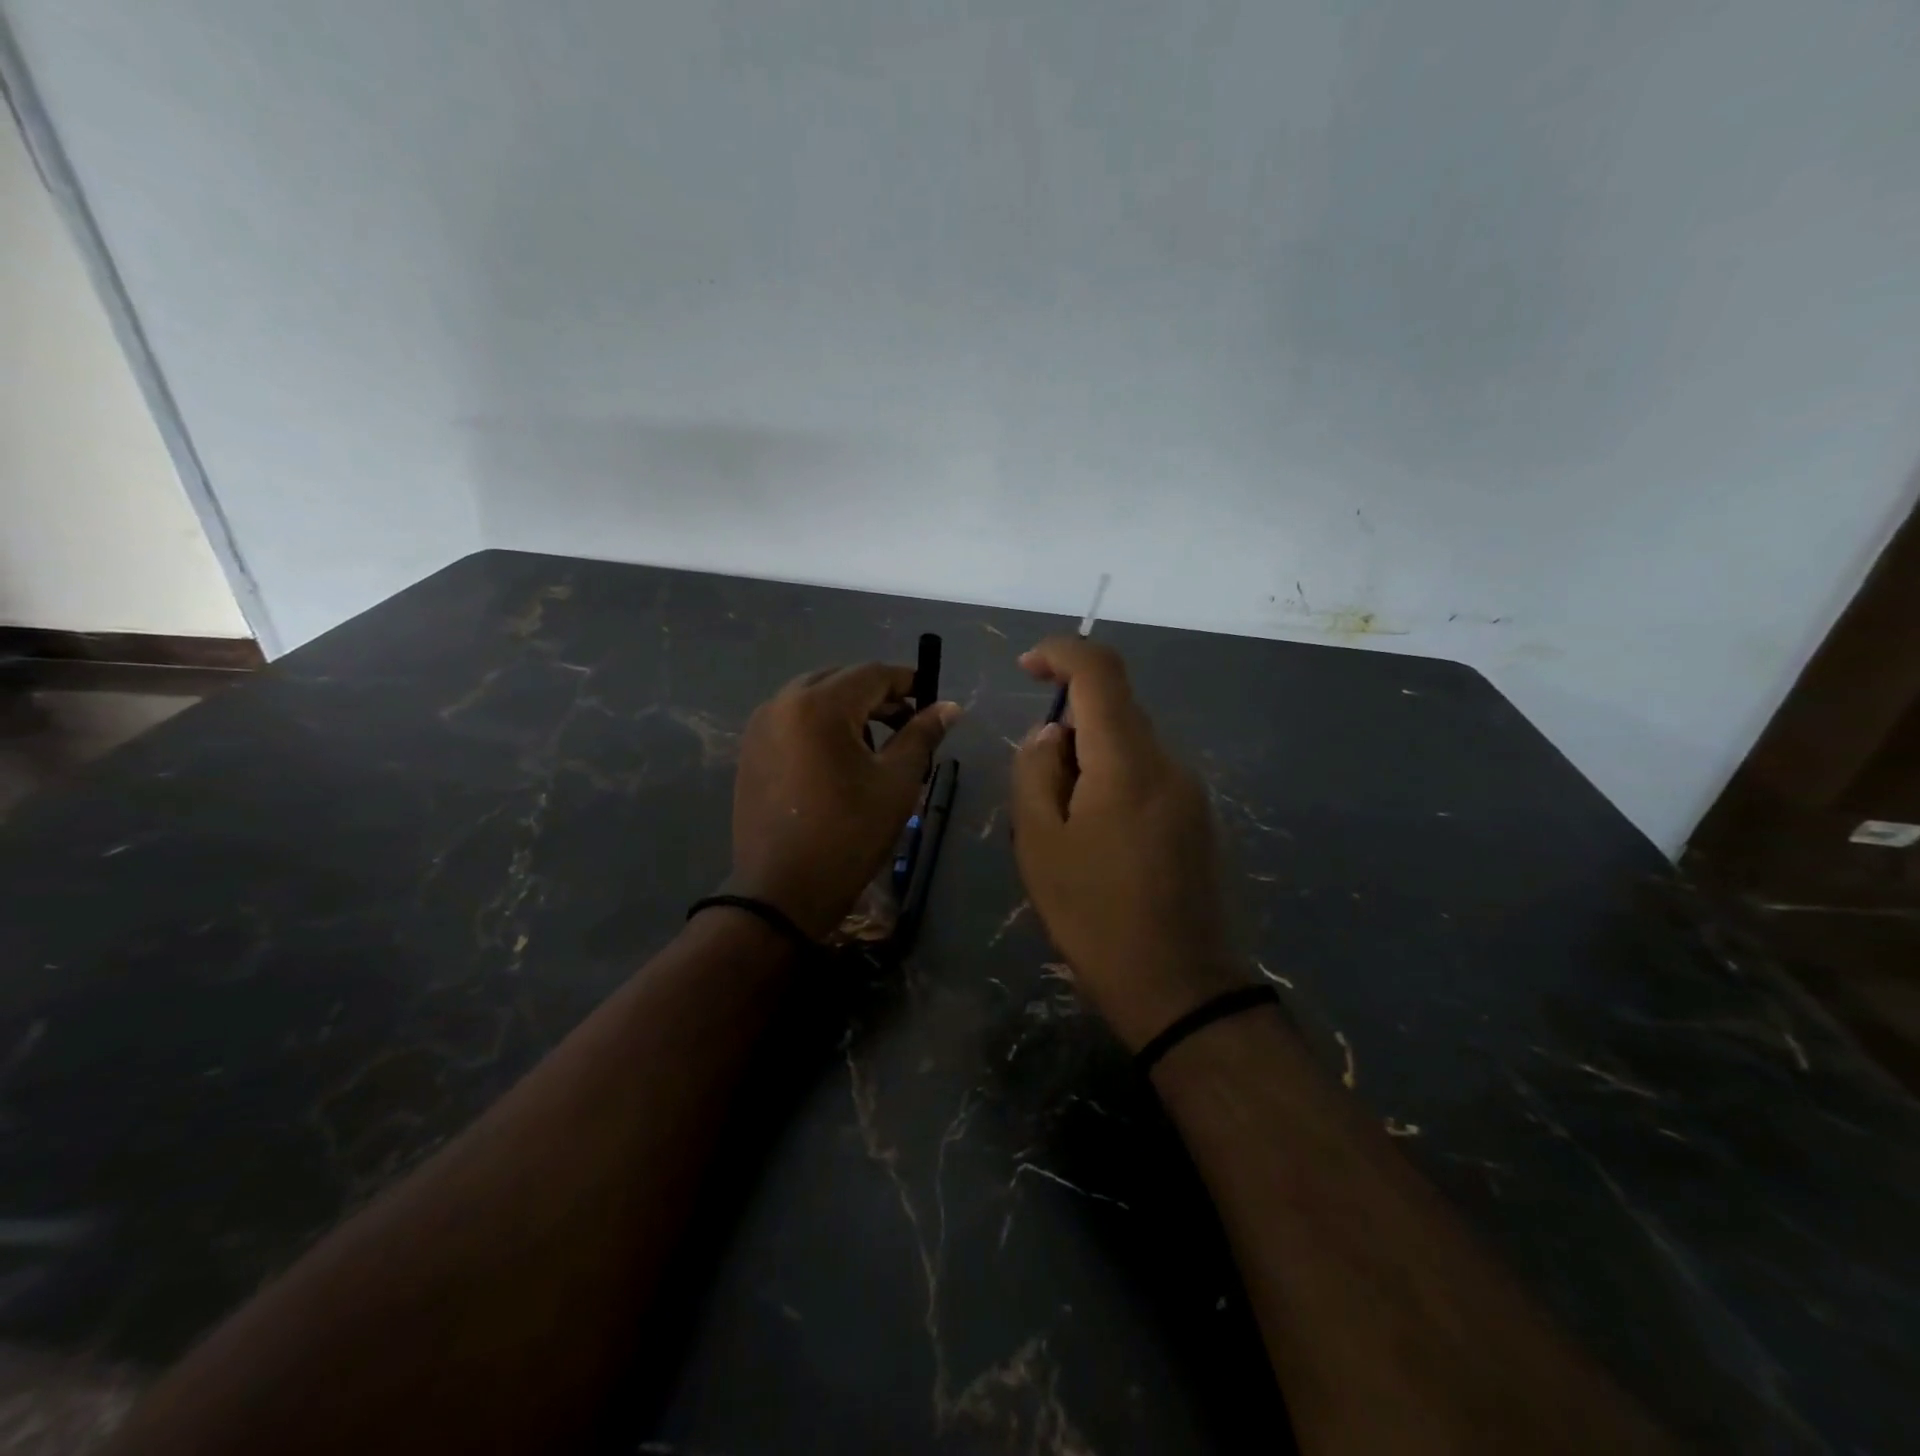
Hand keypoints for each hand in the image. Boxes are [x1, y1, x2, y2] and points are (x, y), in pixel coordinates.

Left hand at [730, 664, 959, 940]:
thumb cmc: (849, 835)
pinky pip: (792, 719)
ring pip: (813, 697)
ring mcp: (760, 726)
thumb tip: (948, 707)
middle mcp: (782, 703)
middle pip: (840, 679)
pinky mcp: (750, 750)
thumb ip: (921, 735)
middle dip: (877, 695)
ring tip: (874, 745)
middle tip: (907, 723)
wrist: (782, 891)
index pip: (872, 674)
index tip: (931, 700)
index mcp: (819, 706)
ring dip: (848, 709)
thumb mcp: (896, 783)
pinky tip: (838, 759)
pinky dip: (820, 725)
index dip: (907, 681)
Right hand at [1010, 636, 1246, 1049]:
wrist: (1179, 987)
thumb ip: (1036, 773)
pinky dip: (1114, 786)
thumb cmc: (1095, 916)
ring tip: (1067, 834)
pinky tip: (1101, 847)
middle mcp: (1168, 763)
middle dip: (1067, 732)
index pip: (1101, 671)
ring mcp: (1191, 792)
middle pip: (1114, 712)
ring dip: (1089, 766)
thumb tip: (1051, 735)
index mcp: (1127, 761)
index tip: (1027, 666)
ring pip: (1129, 747)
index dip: (1061, 652)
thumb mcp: (1039, 844)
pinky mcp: (1199, 818)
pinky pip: (1148, 777)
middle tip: (1039, 797)